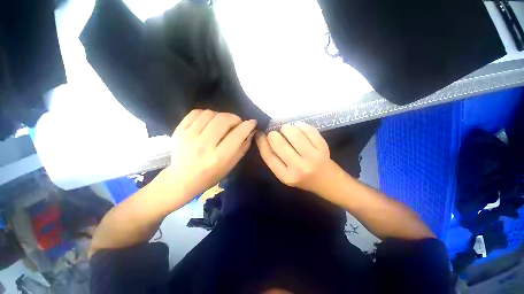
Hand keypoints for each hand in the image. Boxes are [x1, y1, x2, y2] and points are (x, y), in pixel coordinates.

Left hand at [165, 109, 256, 203]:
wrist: (182, 179)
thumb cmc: (210, 175)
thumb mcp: (231, 165)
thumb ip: (242, 147)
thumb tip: (250, 131)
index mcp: (218, 158)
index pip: (237, 135)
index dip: (247, 125)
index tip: (252, 122)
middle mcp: (203, 145)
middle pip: (224, 120)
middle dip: (235, 118)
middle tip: (238, 123)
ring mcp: (188, 136)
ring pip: (211, 114)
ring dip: (222, 115)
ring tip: (223, 122)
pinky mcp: (179, 131)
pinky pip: (196, 112)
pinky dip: (207, 114)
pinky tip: (210, 121)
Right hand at [256, 122, 335, 194]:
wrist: (327, 181)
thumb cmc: (302, 178)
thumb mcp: (284, 174)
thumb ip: (273, 159)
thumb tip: (263, 137)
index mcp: (286, 176)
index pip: (268, 155)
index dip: (262, 141)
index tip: (260, 134)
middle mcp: (299, 168)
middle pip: (279, 143)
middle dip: (273, 134)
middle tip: (275, 133)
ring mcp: (312, 157)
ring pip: (293, 134)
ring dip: (286, 128)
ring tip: (286, 130)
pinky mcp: (323, 147)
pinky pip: (308, 130)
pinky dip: (300, 125)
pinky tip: (298, 127)